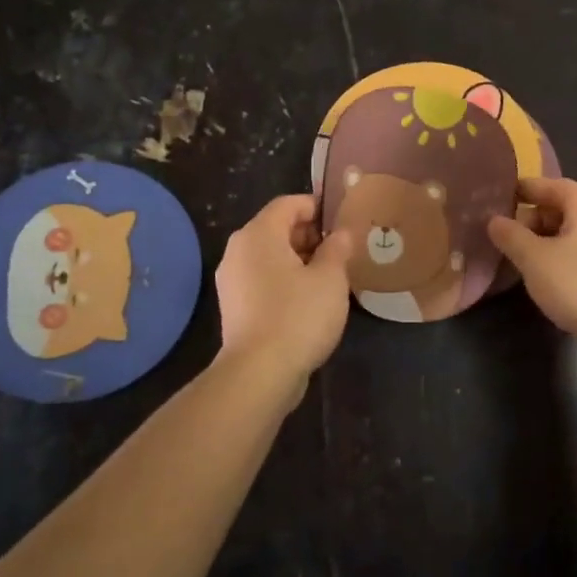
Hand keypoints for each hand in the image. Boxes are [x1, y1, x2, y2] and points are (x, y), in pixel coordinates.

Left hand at [215, 195, 353, 381]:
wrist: (260, 373)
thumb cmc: (298, 315)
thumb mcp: (331, 278)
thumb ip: (337, 249)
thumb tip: (341, 234)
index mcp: (258, 235)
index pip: (288, 204)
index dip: (317, 207)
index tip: (343, 221)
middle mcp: (238, 251)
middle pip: (276, 229)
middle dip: (310, 235)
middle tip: (342, 250)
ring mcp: (233, 281)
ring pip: (270, 257)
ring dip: (300, 260)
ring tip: (331, 275)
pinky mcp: (235, 307)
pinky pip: (264, 280)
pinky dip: (286, 281)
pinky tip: (311, 299)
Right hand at [487, 177, 576, 341]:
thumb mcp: (534, 259)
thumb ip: (511, 235)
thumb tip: (494, 220)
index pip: (548, 185)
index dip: (520, 192)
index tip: (496, 202)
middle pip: (564, 206)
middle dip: (534, 221)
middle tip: (510, 241)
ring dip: (550, 240)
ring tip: (528, 261)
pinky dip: (568, 253)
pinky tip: (555, 275)